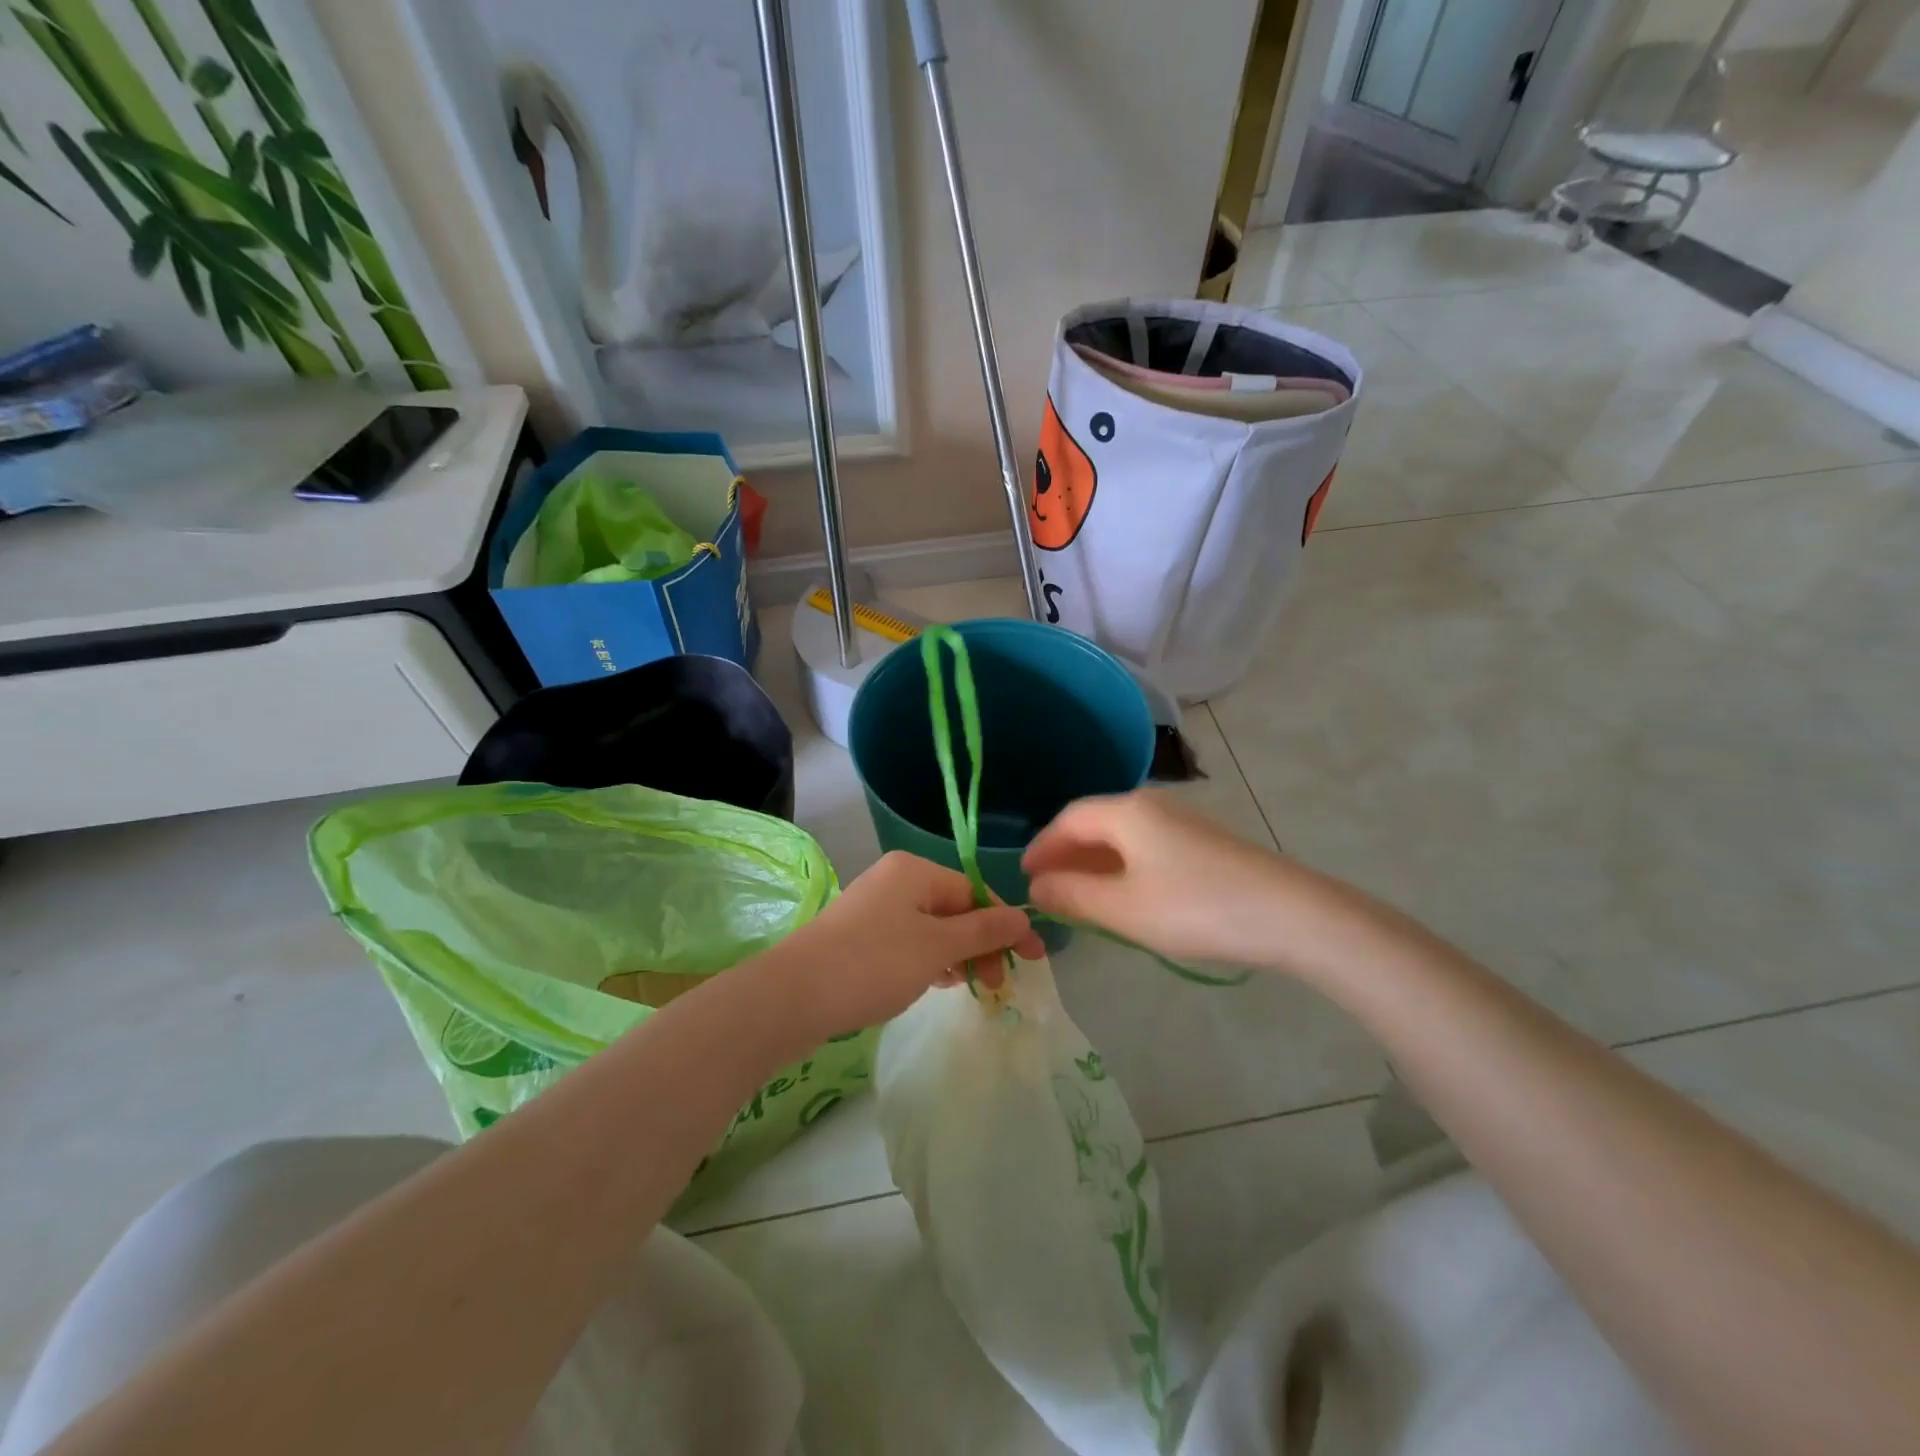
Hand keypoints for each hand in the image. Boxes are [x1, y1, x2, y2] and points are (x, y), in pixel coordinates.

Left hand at [766, 851, 1042, 1034]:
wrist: (794, 995)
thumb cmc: (874, 963)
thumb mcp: (938, 947)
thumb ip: (984, 931)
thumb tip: (1023, 917)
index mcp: (915, 871)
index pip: (976, 892)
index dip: (1006, 925)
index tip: (1032, 960)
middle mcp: (896, 880)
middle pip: (955, 909)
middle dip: (981, 944)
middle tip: (996, 985)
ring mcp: (875, 908)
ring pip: (932, 928)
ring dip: (957, 955)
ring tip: (969, 988)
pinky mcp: (860, 935)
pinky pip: (909, 941)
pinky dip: (929, 960)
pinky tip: (936, 983)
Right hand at [1022, 790, 1299, 967]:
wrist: (1290, 914)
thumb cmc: (1195, 908)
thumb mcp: (1122, 908)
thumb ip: (1072, 895)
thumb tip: (1036, 887)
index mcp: (1126, 812)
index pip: (1068, 820)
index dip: (1042, 847)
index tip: (1024, 877)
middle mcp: (1151, 805)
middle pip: (1095, 823)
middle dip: (1067, 855)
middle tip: (1047, 889)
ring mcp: (1181, 822)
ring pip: (1122, 836)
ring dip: (1095, 864)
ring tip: (1080, 897)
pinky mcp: (1202, 843)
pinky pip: (1146, 847)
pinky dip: (1123, 867)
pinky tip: (1126, 896)